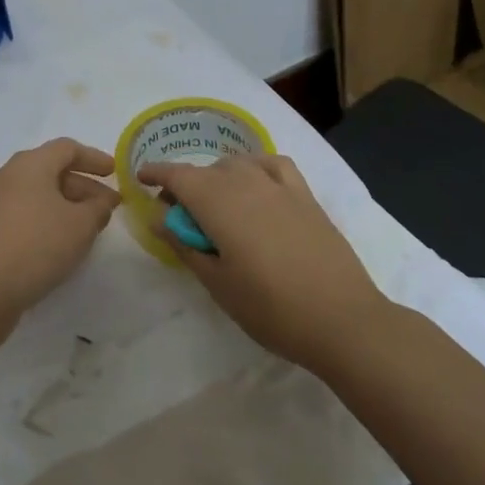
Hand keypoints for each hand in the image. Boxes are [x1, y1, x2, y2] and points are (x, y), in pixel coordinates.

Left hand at [0, 137, 119, 333]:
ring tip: (86, 228)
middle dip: (82, 187)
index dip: (94, 158)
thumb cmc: (35, 245)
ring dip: (64, 206)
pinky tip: (57, 245)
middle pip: (50, 171)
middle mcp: (7, 175)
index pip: (67, 148)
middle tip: (106, 207)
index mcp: (30, 164)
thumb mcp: (80, 226)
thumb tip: (102, 201)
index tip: (114, 172)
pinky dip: (44, 221)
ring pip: (35, 194)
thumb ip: (98, 209)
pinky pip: (22, 214)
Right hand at [139, 154, 387, 372]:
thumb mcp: (217, 283)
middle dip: (186, 183)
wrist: (342, 319)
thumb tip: (159, 217)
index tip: (141, 178)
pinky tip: (257, 184)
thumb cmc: (271, 308)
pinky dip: (256, 167)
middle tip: (178, 214)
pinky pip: (273, 165)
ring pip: (238, 164)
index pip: (178, 175)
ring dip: (218, 176)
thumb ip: (185, 244)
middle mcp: (246, 182)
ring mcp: (279, 186)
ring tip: (216, 203)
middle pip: (206, 170)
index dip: (156, 173)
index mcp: (218, 202)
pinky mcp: (305, 195)